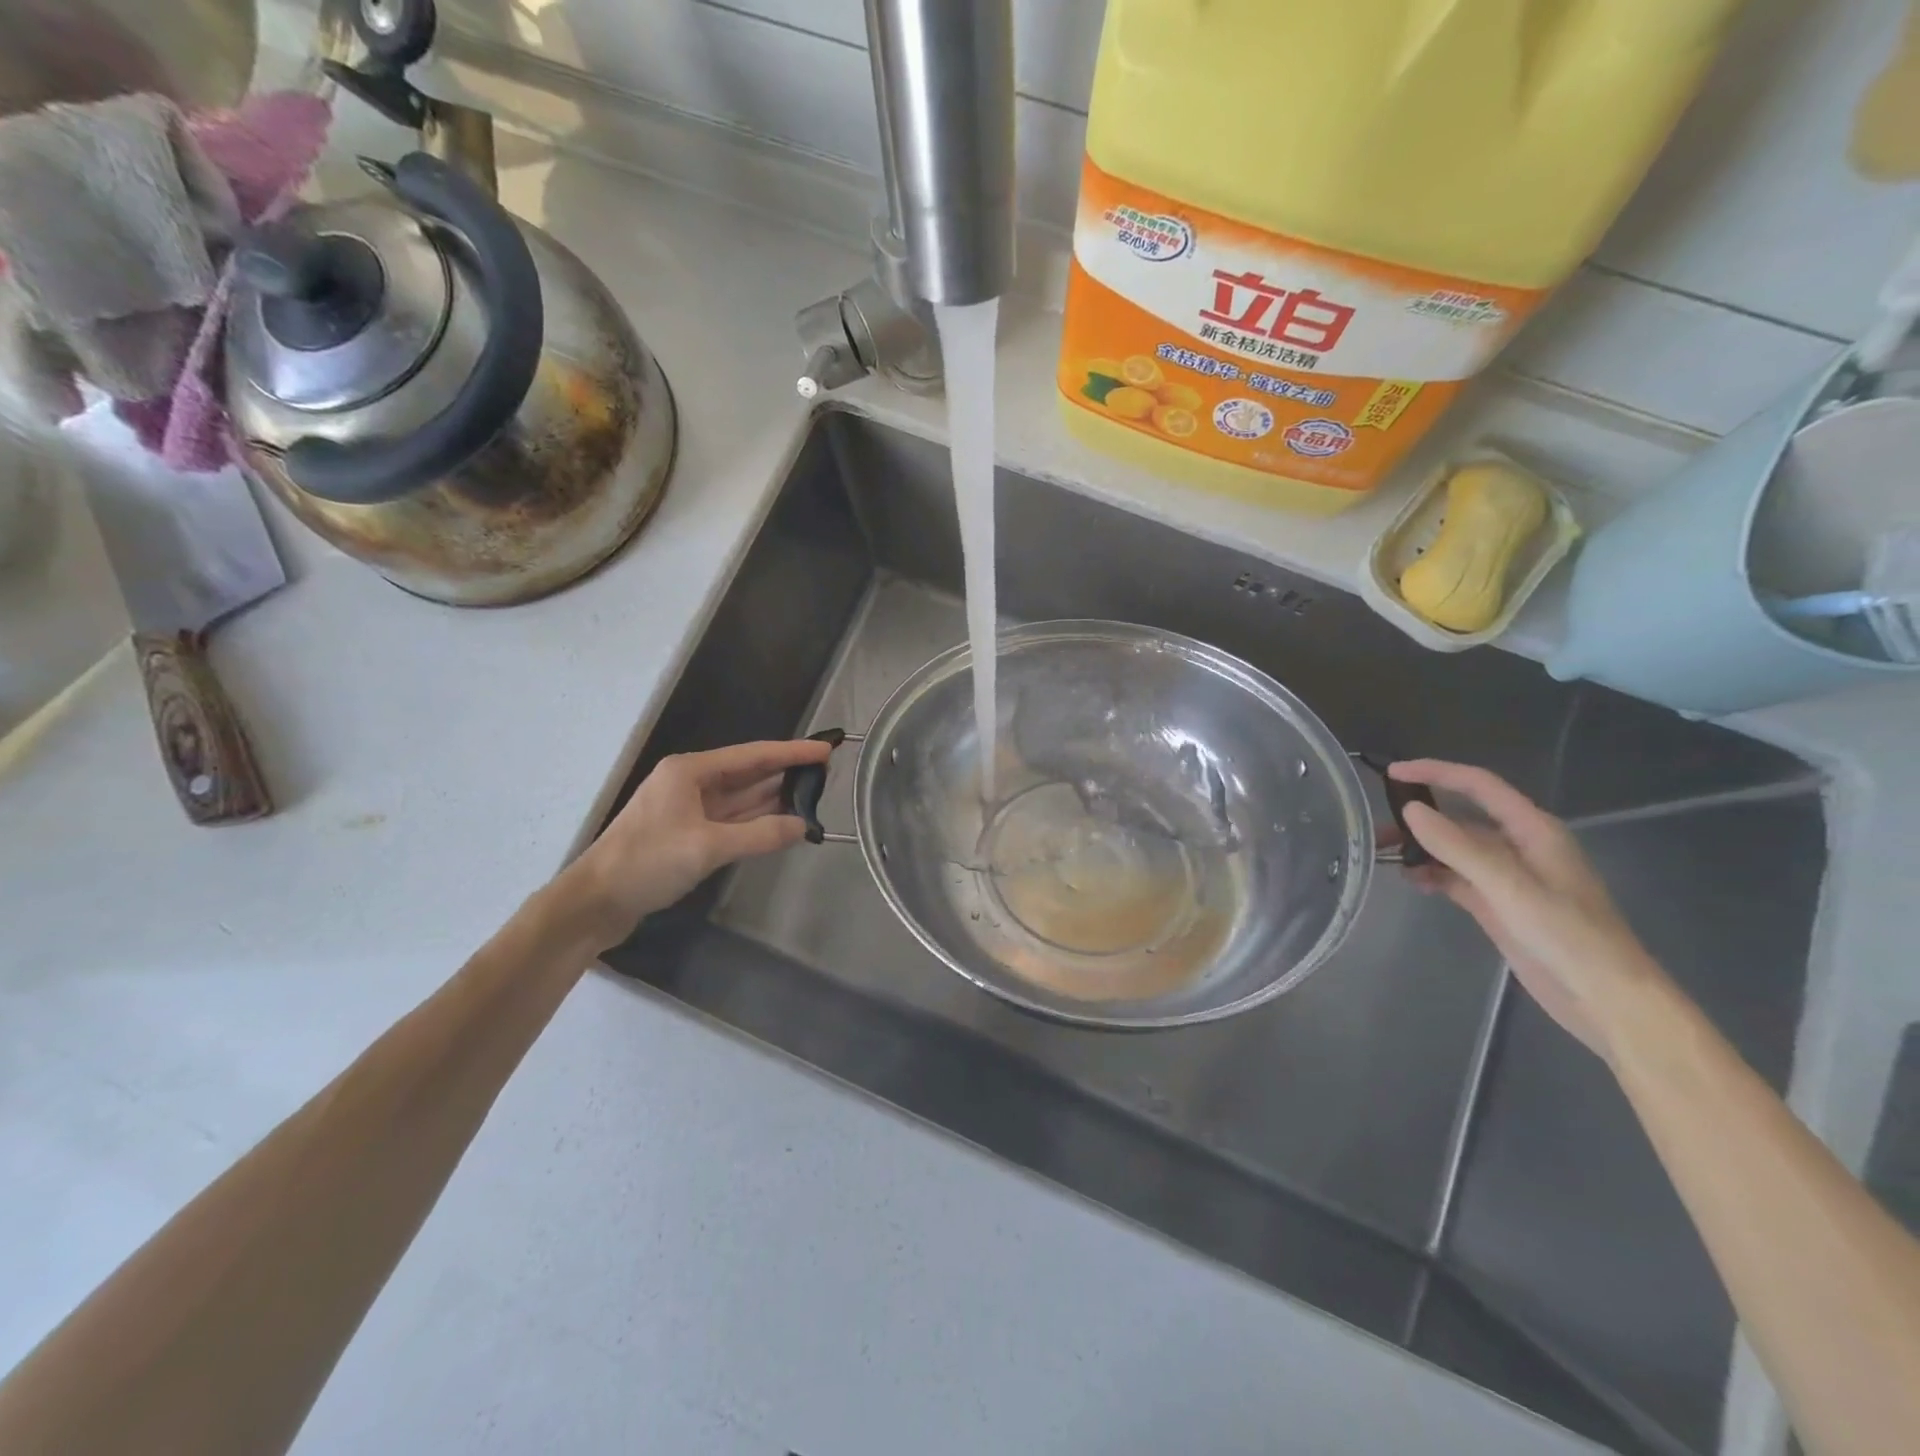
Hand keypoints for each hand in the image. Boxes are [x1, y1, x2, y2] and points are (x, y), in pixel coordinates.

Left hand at [557, 738, 832, 949]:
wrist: (594, 902)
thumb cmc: (646, 863)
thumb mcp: (707, 847)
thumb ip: (759, 835)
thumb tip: (803, 827)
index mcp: (690, 771)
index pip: (753, 755)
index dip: (791, 752)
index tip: (826, 749)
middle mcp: (690, 782)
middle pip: (747, 772)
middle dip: (785, 772)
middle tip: (826, 773)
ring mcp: (687, 809)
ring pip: (740, 797)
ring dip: (773, 796)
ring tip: (813, 793)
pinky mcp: (687, 833)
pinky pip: (731, 819)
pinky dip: (756, 819)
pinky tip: (781, 820)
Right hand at [1388, 759, 1665, 1059]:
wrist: (1605, 999)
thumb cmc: (1567, 935)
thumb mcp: (1509, 887)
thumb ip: (1458, 847)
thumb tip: (1410, 810)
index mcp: (1532, 830)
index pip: (1478, 786)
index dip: (1436, 772)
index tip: (1392, 773)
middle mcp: (1519, 846)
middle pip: (1461, 816)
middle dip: (1419, 815)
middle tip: (1376, 826)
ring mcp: (1507, 877)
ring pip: (1455, 849)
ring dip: (1421, 848)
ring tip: (1383, 855)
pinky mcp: (1498, 904)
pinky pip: (1456, 877)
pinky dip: (1432, 875)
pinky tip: (1411, 881)